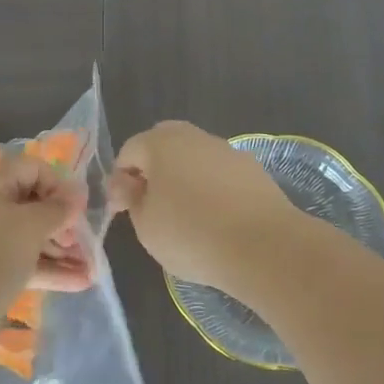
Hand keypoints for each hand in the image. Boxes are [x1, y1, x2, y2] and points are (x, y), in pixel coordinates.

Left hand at [0, 153, 85, 328]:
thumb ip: (57, 210)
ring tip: (89, 267)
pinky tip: (79, 282)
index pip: (32, 170)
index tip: (80, 209)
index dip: (60, 185)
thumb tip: (74, 198)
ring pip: (29, 237)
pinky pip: (22, 263)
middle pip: (32, 205)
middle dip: (63, 223)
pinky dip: (49, 269)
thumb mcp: (29, 226)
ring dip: (61, 250)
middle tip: (82, 242)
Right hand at [108, 121, 301, 298]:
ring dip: (184, 176)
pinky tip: (216, 218)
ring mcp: (227, 150)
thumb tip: (126, 183)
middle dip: (153, 169)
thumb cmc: (191, 234)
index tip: (123, 210)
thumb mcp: (146, 225)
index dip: (121, 179)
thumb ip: (131, 198)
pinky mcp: (253, 169)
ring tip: (186, 215)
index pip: (129, 151)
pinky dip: (212, 188)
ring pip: (195, 156)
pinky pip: (221, 173)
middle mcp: (194, 137)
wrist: (262, 246)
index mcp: (161, 143)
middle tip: (152, 205)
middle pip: (164, 144)